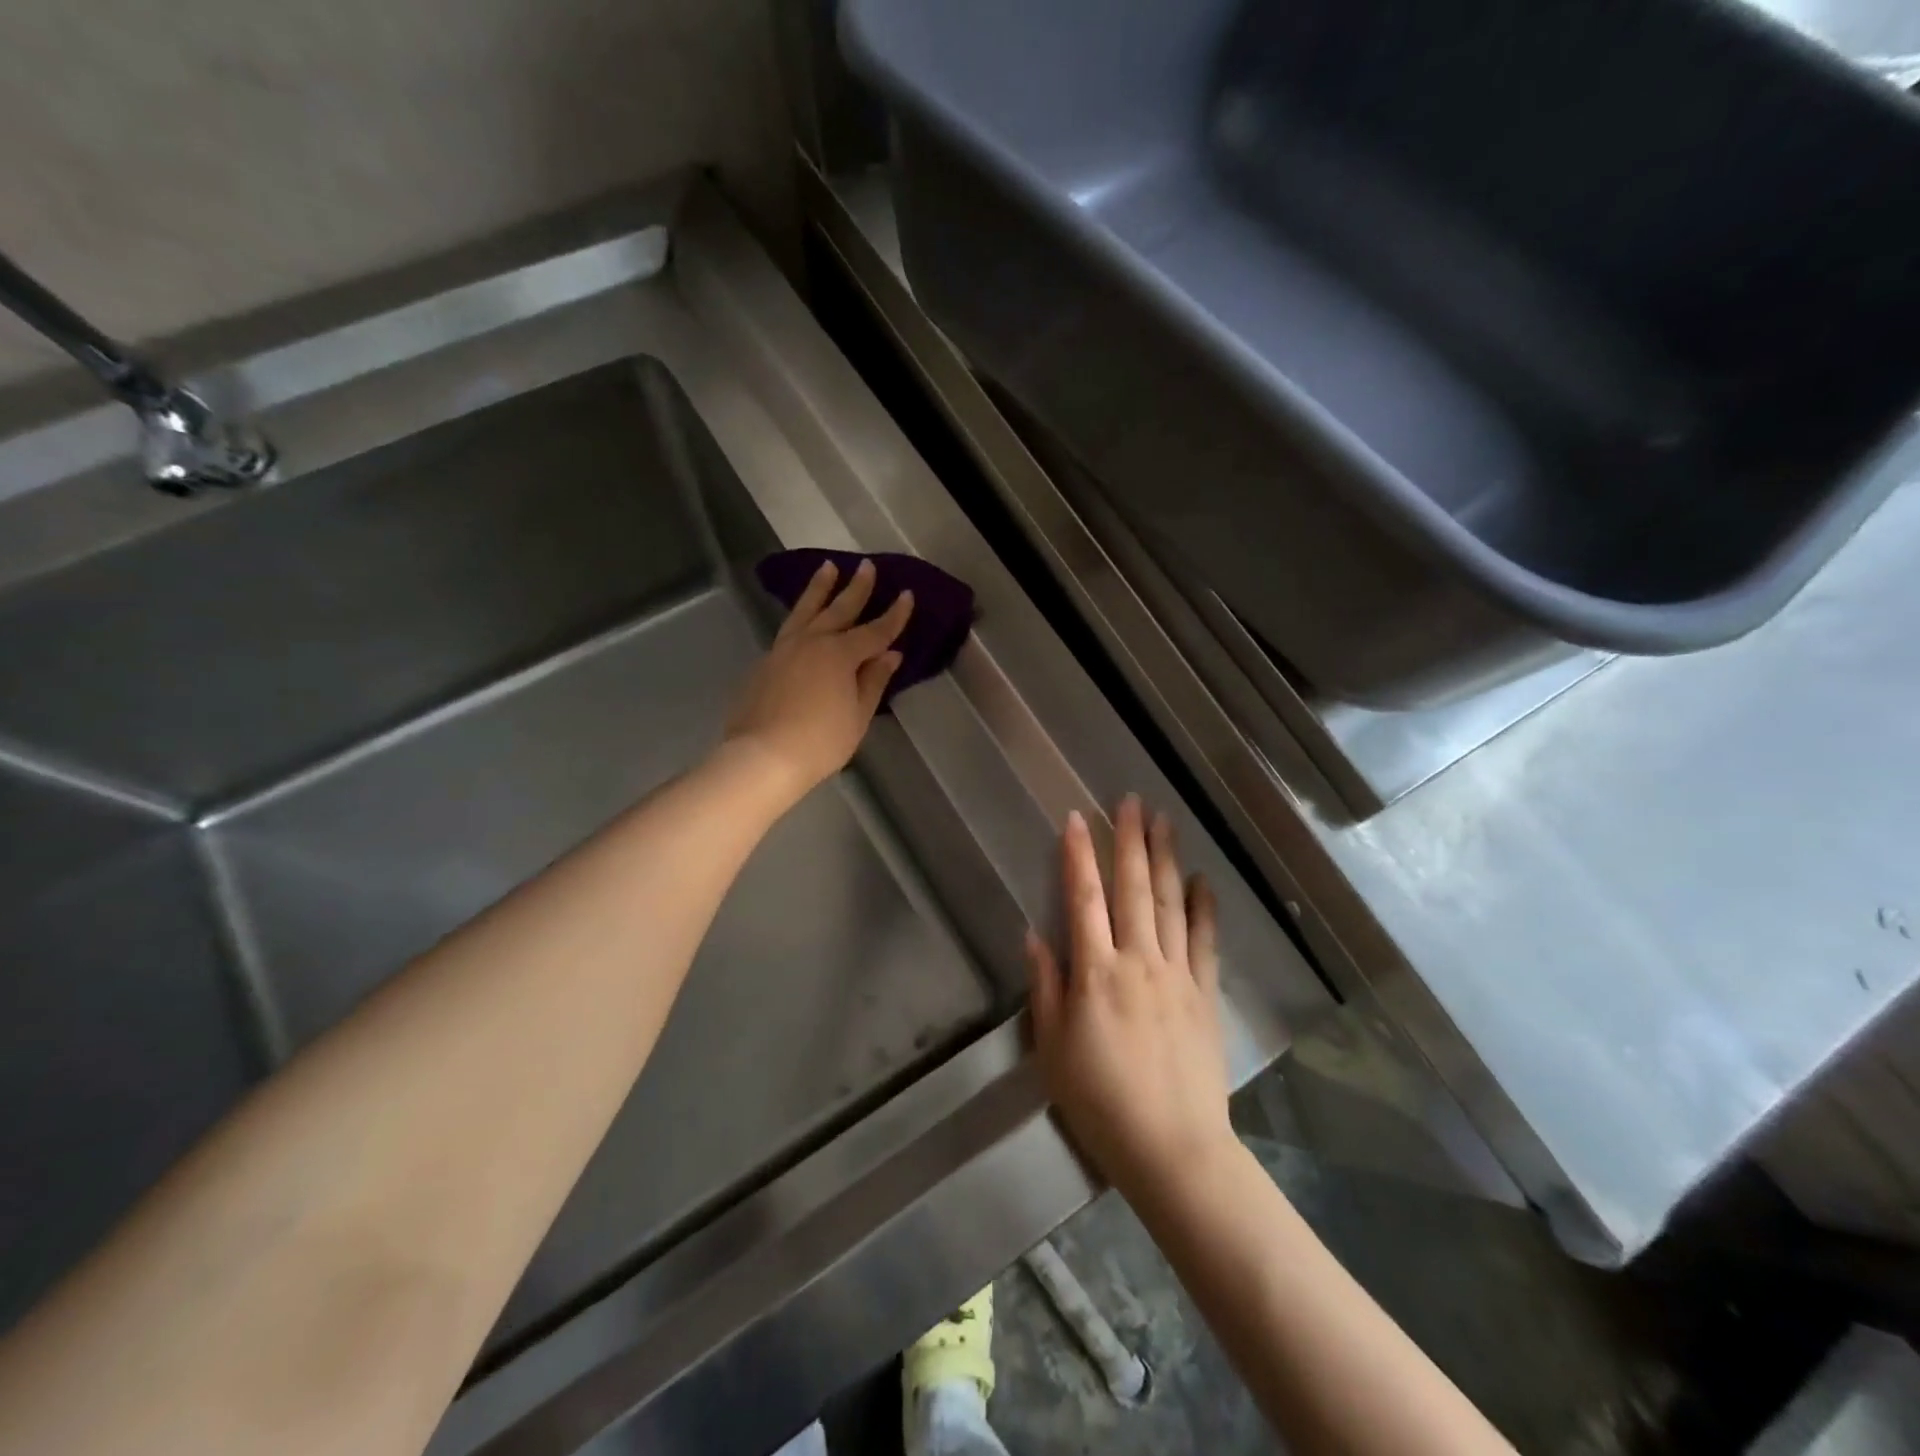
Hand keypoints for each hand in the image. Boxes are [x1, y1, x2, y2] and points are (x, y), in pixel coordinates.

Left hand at [724, 558, 911, 804]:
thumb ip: (873, 681)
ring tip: (827, 568)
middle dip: (856, 588)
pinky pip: (788, 629)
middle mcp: (811, 642)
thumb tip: (889, 655)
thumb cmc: (820, 741)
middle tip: (866, 566)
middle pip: (839, 609)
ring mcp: (783, 650)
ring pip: (805, 610)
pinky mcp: (764, 663)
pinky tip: (803, 617)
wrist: (763, 757)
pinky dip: (800, 615)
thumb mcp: (858, 715)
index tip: (907, 594)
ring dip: (819, 589)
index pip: (875, 631)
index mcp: (840, 654)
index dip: (894, 615)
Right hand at [1027, 796, 1232, 1200]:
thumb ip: (1045, 987)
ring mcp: (1177, 975)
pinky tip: (1202, 881)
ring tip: (1163, 822)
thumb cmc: (1100, 1102)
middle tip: (1131, 801)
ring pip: (1170, 904)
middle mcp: (1137, 961)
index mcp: (1095, 973)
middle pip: (1133, 889)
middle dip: (1129, 841)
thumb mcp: (1053, 1049)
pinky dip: (1204, 908)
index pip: (1084, 899)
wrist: (1173, 1149)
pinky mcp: (1205, 994)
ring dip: (1165, 859)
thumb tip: (1034, 934)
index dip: (1078, 856)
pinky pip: (1205, 941)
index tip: (1076, 819)